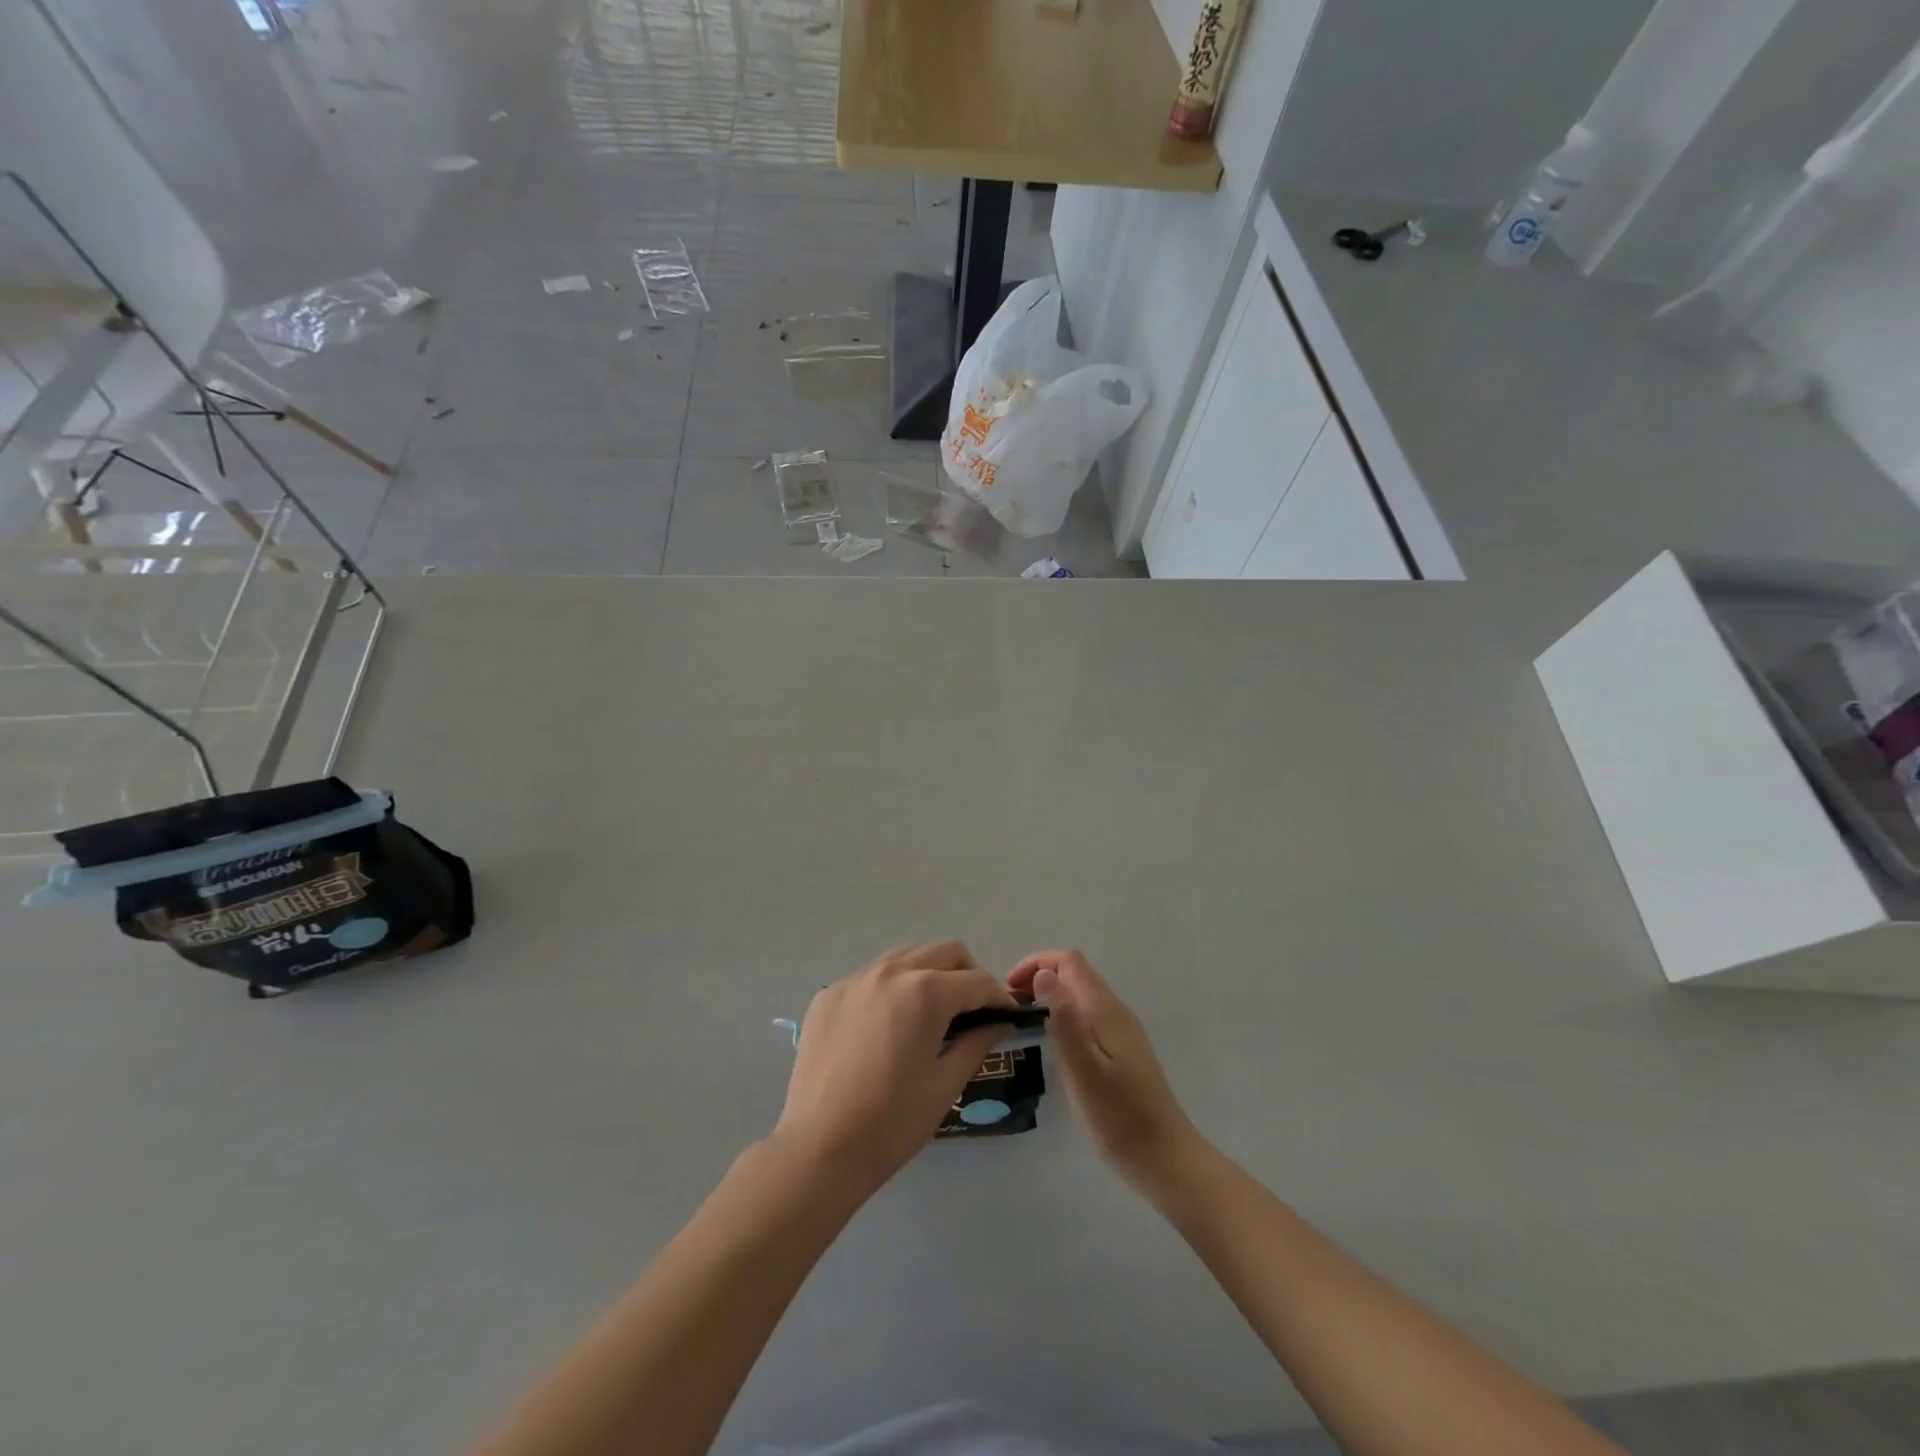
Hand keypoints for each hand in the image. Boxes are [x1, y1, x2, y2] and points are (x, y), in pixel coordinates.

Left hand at [773, 941, 1015, 1194]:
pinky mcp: (829, 995)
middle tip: (973, 1011)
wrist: (818, 1149)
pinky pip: (872, 976)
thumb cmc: (892, 1123)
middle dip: (968, 975)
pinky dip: (891, 989)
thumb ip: (977, 1043)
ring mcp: (856, 979)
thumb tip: (998, 1023)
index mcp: (926, 992)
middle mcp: (891, 972)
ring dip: (929, 973)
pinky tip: (888, 1026)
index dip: (999, 998)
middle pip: (945, 952)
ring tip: (931, 1012)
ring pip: (907, 955)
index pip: (977, 981)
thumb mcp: (945, 1084)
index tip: (1008, 1016)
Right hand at [1009, 949, 1200, 1189]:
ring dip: (1051, 996)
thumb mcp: (1082, 1068)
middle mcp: (1115, 1010)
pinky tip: (1053, 1044)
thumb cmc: (1118, 1116)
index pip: (1068, 961)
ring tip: (1024, 1022)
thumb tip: (1043, 974)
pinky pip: (1088, 1014)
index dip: (1036, 963)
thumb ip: (1063, 1019)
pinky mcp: (1123, 1049)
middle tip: (1011, 1007)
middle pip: (1075, 973)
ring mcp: (1122, 1030)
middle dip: (1040, 977)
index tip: (1009, 989)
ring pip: (1081, 994)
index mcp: (1104, 1009)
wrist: (1164, 1157)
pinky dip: (1064, 1015)